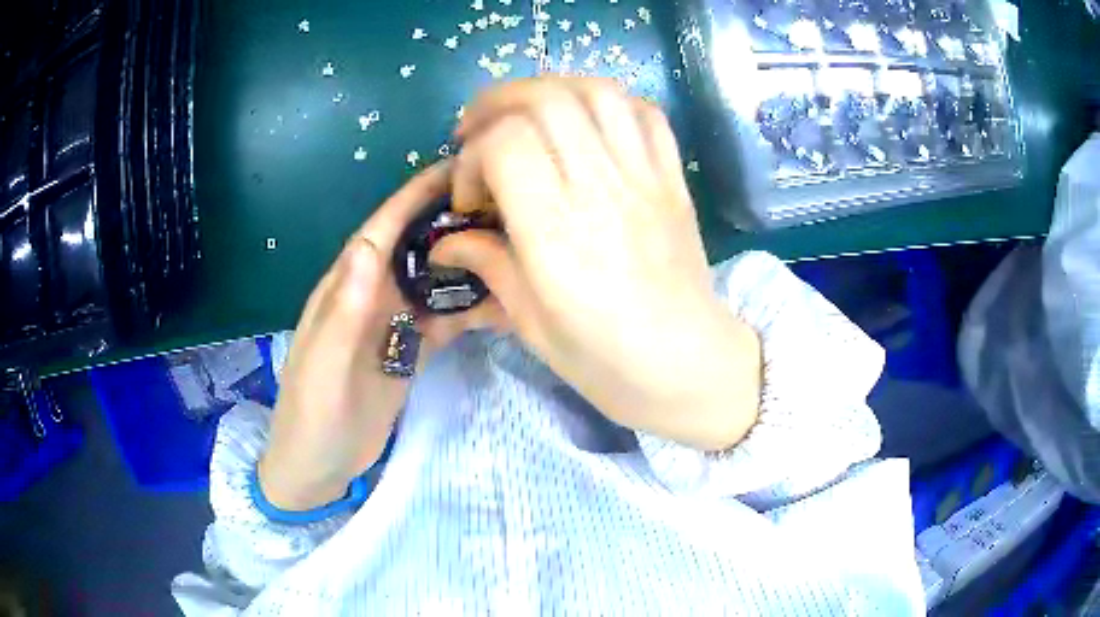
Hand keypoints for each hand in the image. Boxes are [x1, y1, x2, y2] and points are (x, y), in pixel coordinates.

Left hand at [258, 162, 492, 510]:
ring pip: (435, 281)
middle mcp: (371, 296)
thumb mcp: (323, 367)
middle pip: (415, 247)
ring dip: (469, 264)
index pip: (382, 230)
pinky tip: (505, 305)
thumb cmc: (311, 417)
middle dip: (453, 221)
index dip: (415, 195)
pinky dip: (472, 310)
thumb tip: (366, 244)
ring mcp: (393, 325)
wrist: (318, 468)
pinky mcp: (409, 352)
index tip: (457, 167)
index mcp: (345, 289)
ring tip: (516, 248)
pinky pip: (444, 320)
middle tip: (507, 204)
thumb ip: (342, 310)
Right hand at [435, 78, 761, 450]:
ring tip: (528, 117)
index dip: (474, 156)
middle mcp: (602, 190)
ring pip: (597, 92)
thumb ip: (489, 265)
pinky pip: (645, 113)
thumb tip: (447, 241)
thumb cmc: (605, 359)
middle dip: (498, 103)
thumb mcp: (531, 324)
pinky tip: (586, 126)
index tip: (471, 198)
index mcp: (557, 233)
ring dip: (550, 91)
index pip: (507, 142)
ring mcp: (645, 178)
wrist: (689, 366)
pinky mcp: (673, 178)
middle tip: (479, 133)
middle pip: (548, 100)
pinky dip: (608, 104)